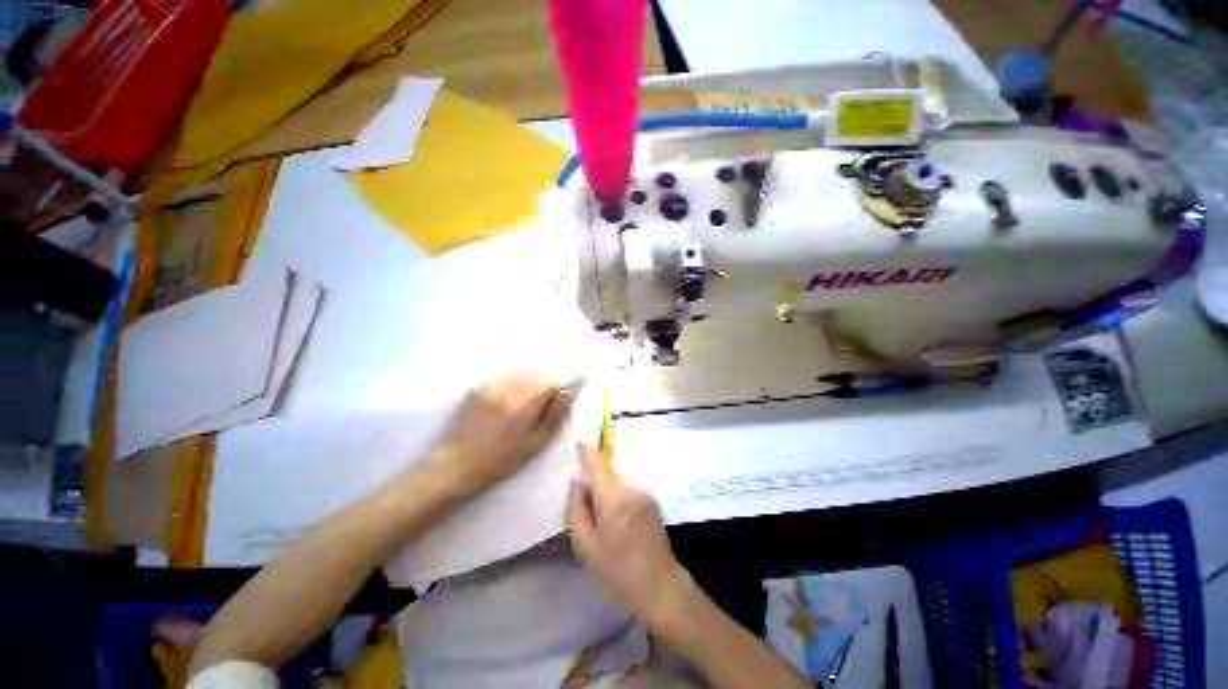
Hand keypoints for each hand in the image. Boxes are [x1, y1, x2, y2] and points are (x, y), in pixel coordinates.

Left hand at [430, 375, 580, 495]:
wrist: (457, 464)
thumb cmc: (502, 459)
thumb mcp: (536, 442)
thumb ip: (556, 414)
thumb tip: (572, 390)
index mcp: (526, 405)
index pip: (552, 383)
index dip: (560, 389)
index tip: (561, 399)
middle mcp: (509, 390)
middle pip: (537, 377)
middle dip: (545, 387)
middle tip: (542, 406)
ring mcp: (491, 387)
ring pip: (520, 375)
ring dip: (529, 384)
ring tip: (524, 403)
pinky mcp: (478, 387)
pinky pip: (503, 378)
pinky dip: (512, 384)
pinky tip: (507, 400)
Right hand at [566, 444, 690, 625]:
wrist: (661, 588)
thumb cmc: (618, 572)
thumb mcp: (586, 546)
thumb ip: (576, 510)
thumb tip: (577, 484)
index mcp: (615, 498)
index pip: (599, 464)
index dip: (588, 452)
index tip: (579, 441)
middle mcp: (632, 489)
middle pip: (607, 478)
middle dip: (593, 487)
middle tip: (584, 514)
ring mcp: (645, 495)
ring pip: (617, 488)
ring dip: (606, 498)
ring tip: (603, 529)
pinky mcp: (652, 504)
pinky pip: (628, 495)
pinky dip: (618, 504)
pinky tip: (619, 530)